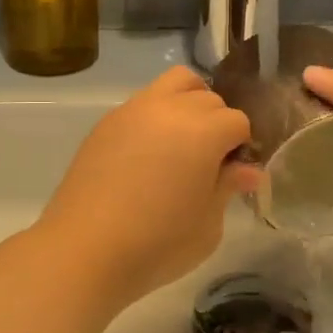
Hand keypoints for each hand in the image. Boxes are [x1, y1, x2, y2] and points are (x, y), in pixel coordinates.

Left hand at [39, 67, 258, 306]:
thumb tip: (247, 170)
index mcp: (203, 131)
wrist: (86, 249)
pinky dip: (157, 115)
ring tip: (182, 143)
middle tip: (210, 161)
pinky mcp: (108, 122)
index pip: (237, 121)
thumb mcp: (208, 224)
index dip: (241, 147)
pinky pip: (143, 102)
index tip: (233, 173)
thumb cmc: (158, 243)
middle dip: (217, 122)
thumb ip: (228, 187)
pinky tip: (149, 154)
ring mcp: (134, 110)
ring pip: (175, 83)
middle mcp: (170, 109)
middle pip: (208, 97)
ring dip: (188, 103)